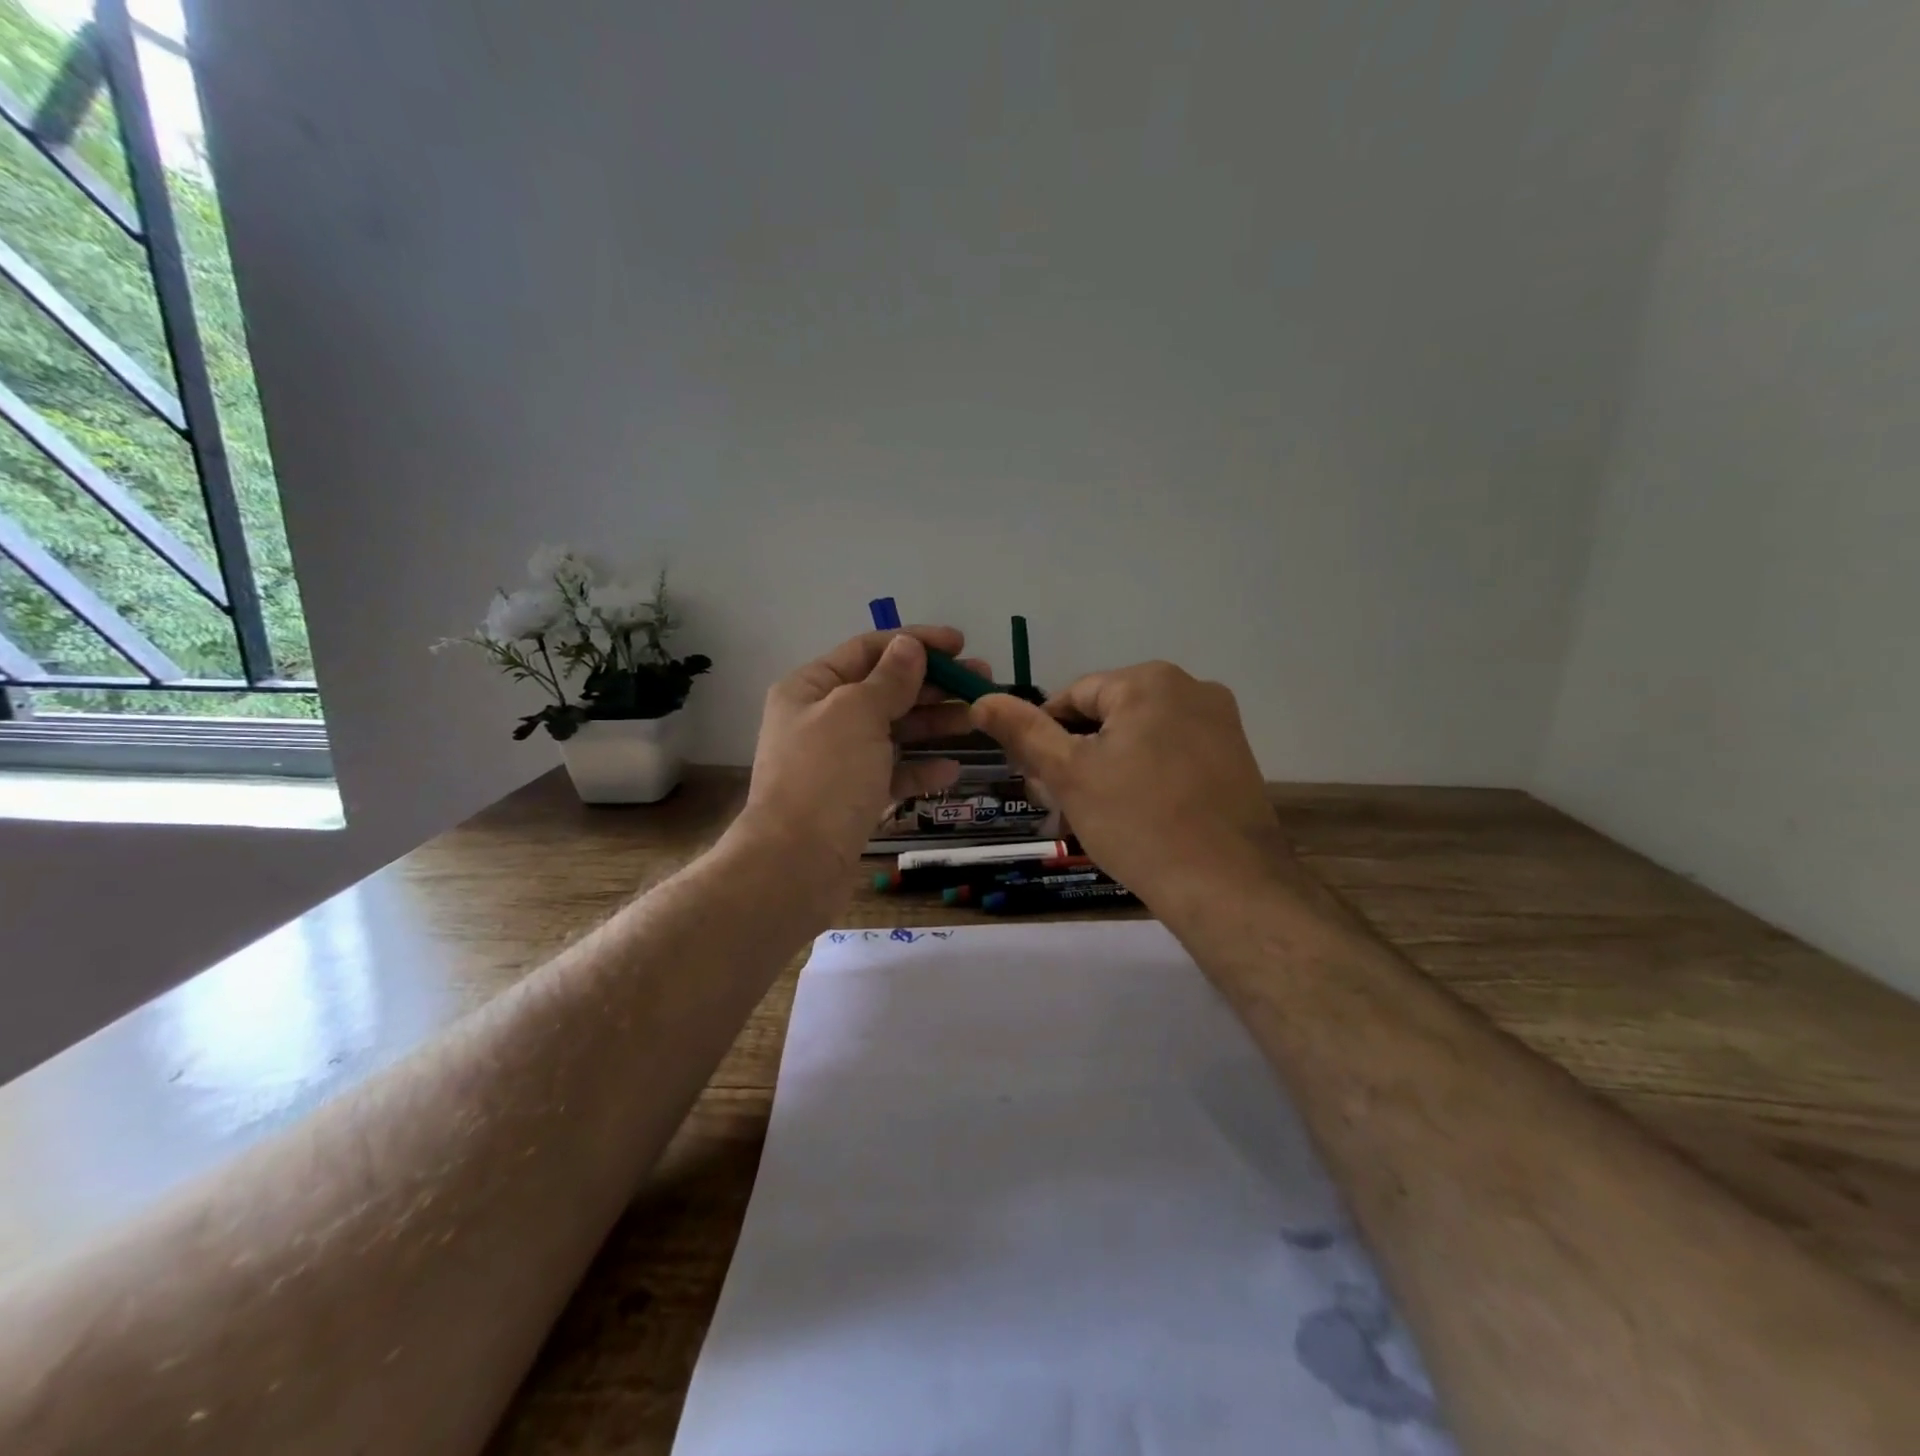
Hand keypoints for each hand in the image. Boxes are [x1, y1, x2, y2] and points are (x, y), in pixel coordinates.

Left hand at [734, 627, 989, 886]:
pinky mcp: (851, 797)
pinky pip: (891, 772)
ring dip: (934, 722)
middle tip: (982, 680)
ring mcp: (837, 760)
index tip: (960, 644)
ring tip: (977, 718)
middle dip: (932, 683)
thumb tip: (909, 645)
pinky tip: (951, 769)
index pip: (868, 650)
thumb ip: (889, 678)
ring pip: (892, 730)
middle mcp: (821, 718)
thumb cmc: (825, 777)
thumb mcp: (857, 714)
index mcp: (811, 688)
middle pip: (884, 689)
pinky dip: (919, 768)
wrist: (795, 865)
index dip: (915, 642)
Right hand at [970, 662, 1294, 911]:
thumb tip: (981, 699)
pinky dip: (1149, 777)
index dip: (1046, 737)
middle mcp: (1192, 687)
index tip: (1039, 781)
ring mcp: (1222, 723)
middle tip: (1065, 807)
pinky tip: (1140, 816)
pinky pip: (1174, 755)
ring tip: (1099, 817)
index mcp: (1150, 681)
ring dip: (1111, 768)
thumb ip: (1024, 731)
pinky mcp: (1237, 757)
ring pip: (1142, 737)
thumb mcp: (1069, 775)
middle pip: (1110, 716)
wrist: (1226, 887)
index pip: (1074, 697)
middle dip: (1080, 756)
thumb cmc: (1138, 823)